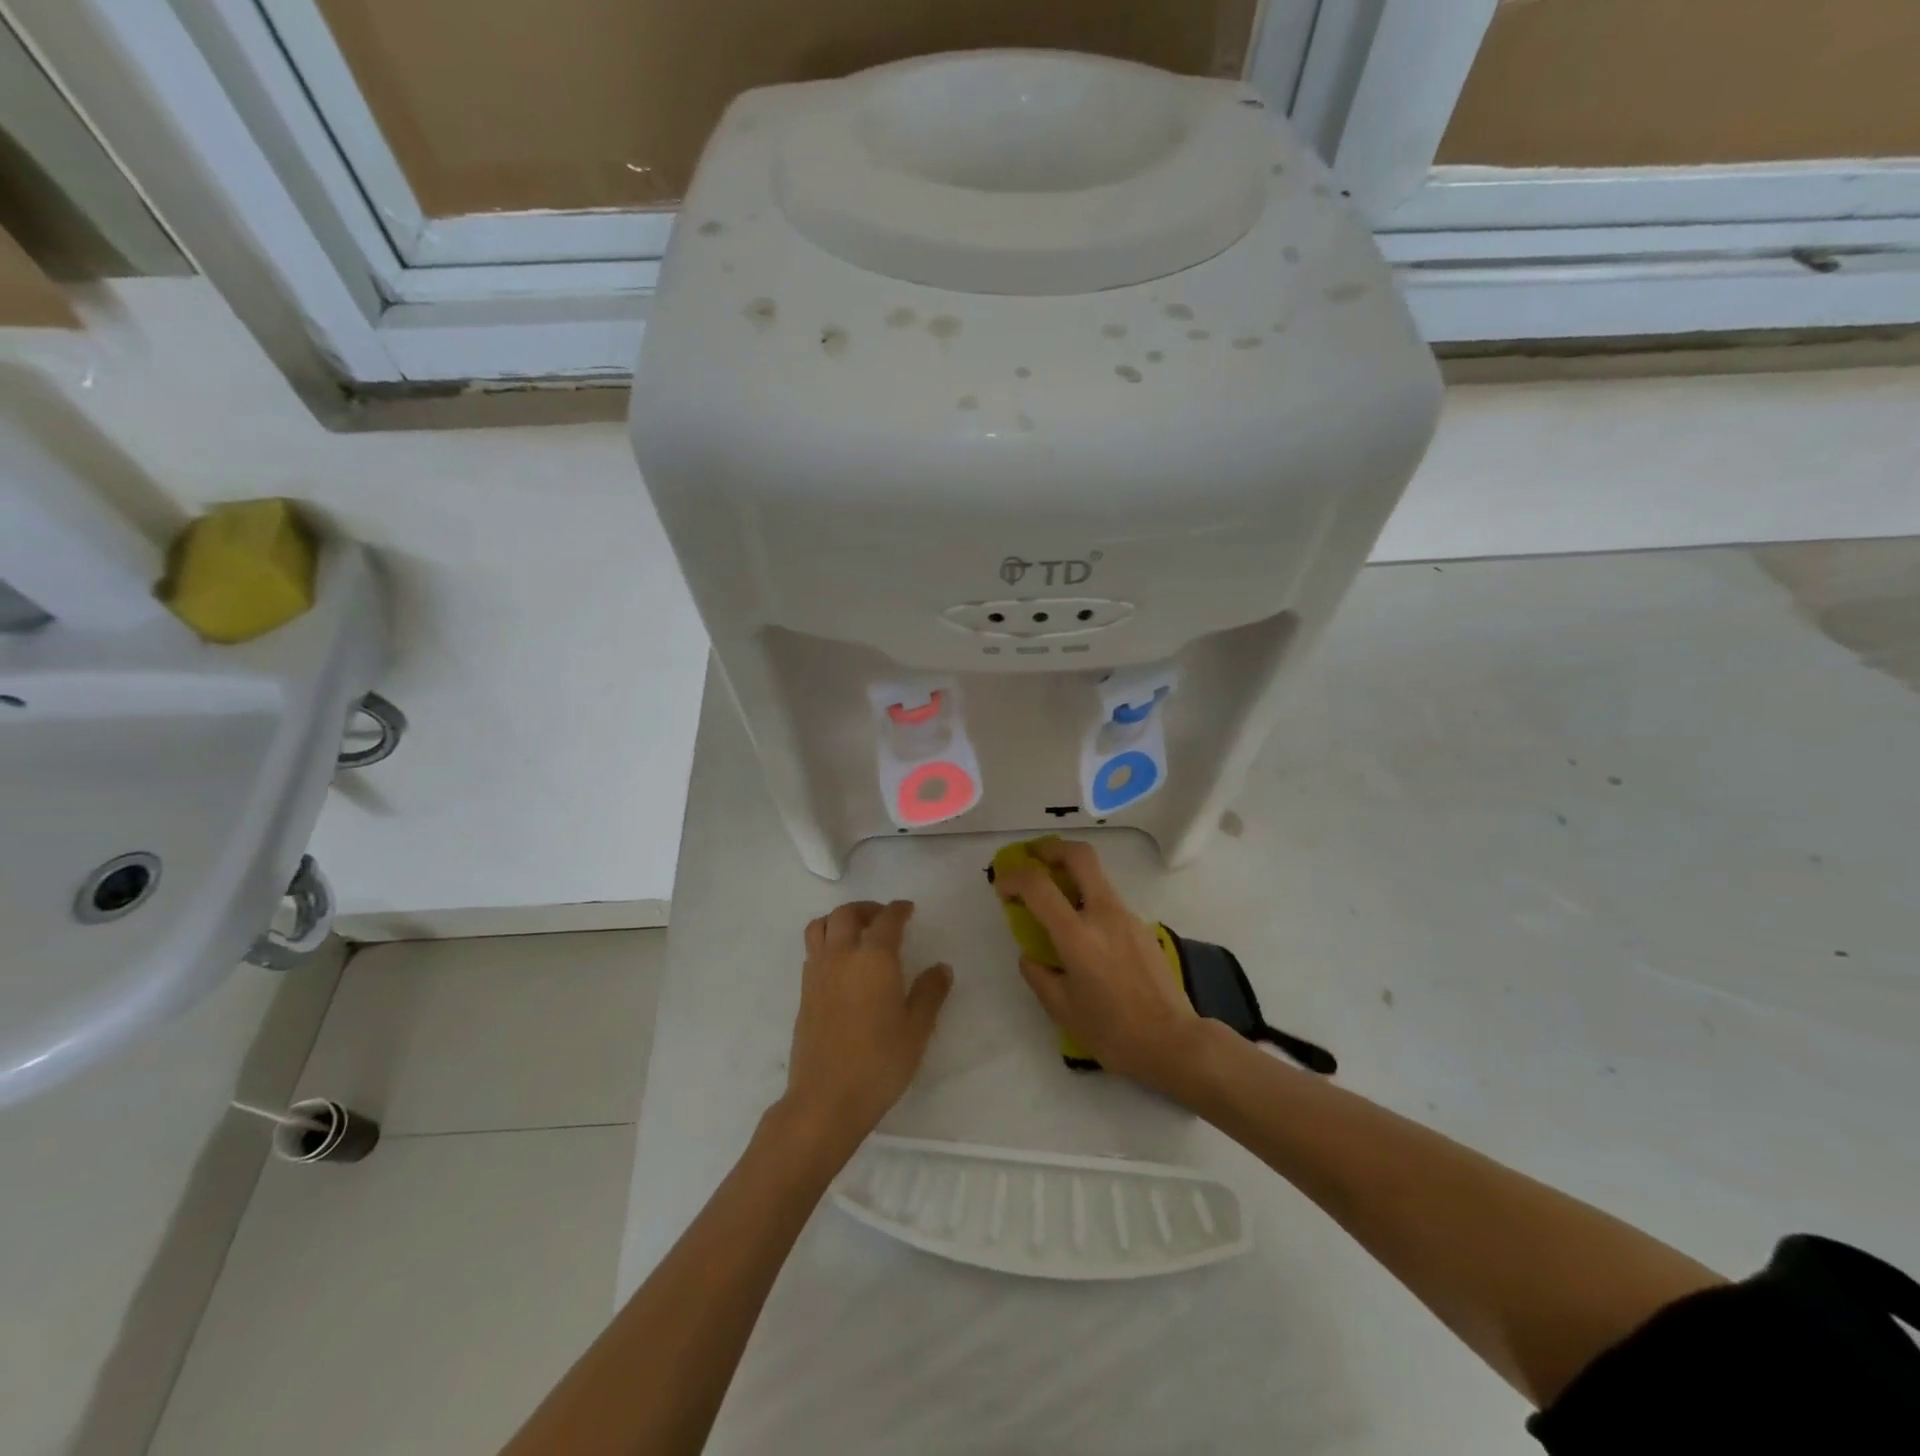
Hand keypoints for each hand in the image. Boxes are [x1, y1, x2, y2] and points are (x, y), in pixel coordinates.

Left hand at [781, 901, 950, 1155]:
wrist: (826, 1099)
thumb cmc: (879, 1062)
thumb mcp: (916, 1029)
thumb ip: (929, 993)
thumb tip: (940, 968)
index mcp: (874, 958)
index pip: (887, 920)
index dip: (899, 910)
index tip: (908, 909)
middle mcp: (842, 955)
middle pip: (846, 913)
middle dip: (867, 909)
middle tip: (883, 919)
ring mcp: (818, 973)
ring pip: (821, 926)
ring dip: (839, 920)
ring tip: (857, 933)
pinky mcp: (804, 993)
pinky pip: (812, 951)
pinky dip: (826, 942)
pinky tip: (842, 965)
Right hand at [993, 840, 1209, 1100]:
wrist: (1173, 1042)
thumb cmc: (1112, 1033)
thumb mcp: (1062, 1010)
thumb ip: (1038, 975)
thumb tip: (1030, 955)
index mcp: (1078, 936)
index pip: (1038, 885)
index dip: (1014, 877)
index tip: (1002, 887)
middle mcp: (1104, 914)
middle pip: (1080, 855)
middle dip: (1051, 849)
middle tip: (1033, 859)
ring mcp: (1128, 916)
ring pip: (1097, 876)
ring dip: (1072, 874)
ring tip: (1055, 901)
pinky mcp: (1143, 926)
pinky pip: (1109, 901)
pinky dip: (1089, 901)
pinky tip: (1086, 934)